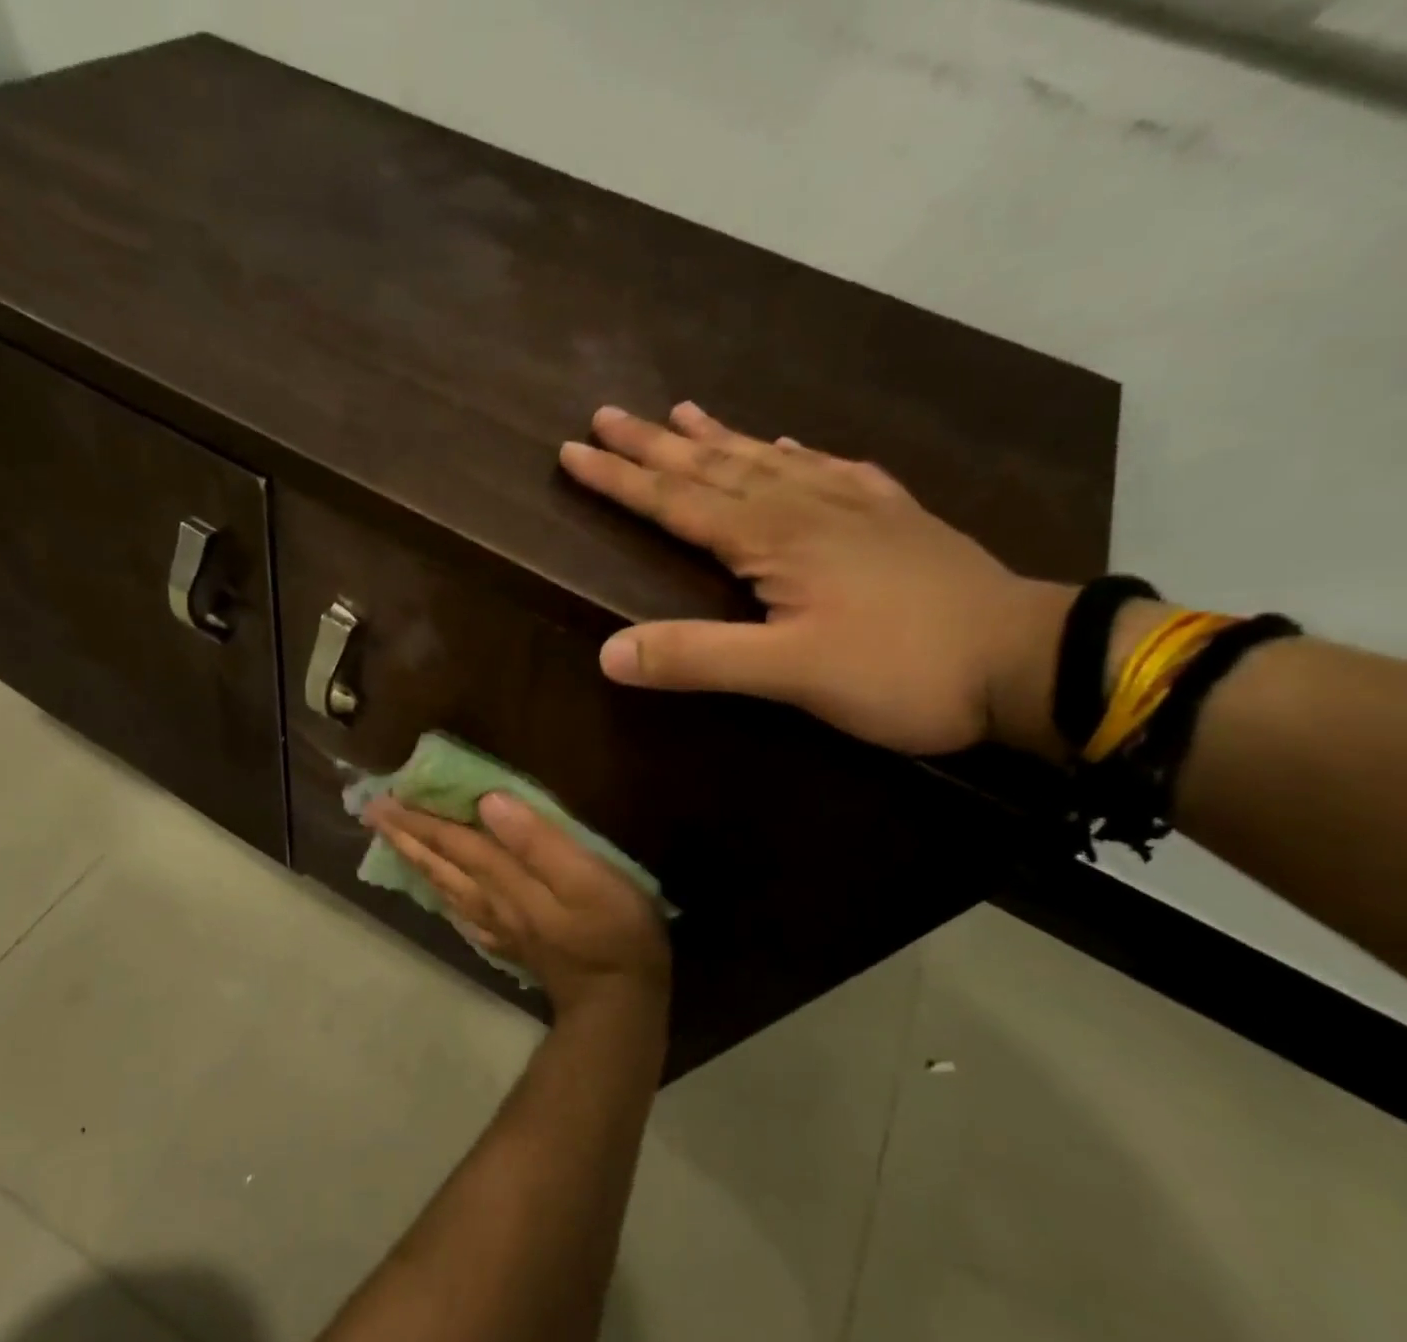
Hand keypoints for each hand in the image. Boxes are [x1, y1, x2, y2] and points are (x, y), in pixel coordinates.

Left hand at [362, 793, 670, 1018]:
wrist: (617, 1005)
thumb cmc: (612, 931)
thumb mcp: (585, 878)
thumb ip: (536, 841)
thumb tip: (489, 803)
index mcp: (503, 879)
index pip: (452, 840)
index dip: (419, 817)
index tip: (385, 798)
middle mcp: (489, 900)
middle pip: (439, 863)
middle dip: (405, 835)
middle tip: (372, 814)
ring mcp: (498, 925)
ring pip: (445, 886)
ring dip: (417, 860)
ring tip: (394, 842)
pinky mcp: (510, 943)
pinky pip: (462, 913)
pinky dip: (443, 896)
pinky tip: (439, 894)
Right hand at [559, 403, 1075, 758]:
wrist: (1027, 662)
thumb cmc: (901, 670)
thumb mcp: (790, 674)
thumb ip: (698, 658)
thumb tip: (607, 652)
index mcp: (773, 538)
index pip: (677, 501)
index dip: (621, 479)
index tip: (572, 451)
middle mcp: (806, 507)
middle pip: (714, 467)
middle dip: (655, 444)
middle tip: (608, 415)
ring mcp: (855, 507)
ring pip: (768, 459)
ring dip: (718, 437)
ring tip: (683, 410)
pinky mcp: (893, 519)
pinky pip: (832, 470)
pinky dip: (799, 453)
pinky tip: (790, 443)